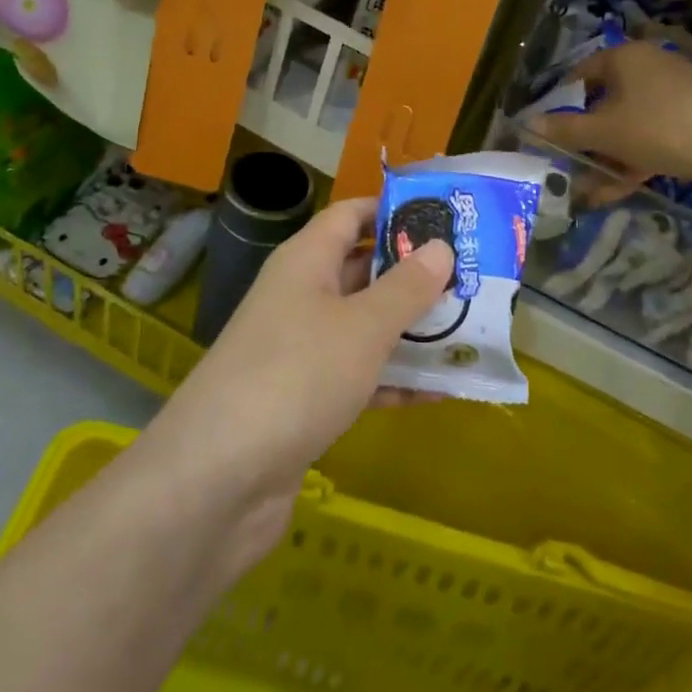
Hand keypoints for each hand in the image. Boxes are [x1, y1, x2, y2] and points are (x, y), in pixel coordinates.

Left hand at [140, 197, 451, 563]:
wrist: (218, 479)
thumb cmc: (297, 376)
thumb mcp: (363, 326)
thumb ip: (406, 287)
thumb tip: (440, 247)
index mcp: (306, 261)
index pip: (351, 215)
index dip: (394, 211)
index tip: (446, 217)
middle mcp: (300, 297)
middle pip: (363, 270)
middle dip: (415, 274)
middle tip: (473, 276)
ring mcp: (300, 351)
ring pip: (365, 326)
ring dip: (412, 329)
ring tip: (471, 328)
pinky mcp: (305, 400)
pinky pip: (360, 377)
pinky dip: (396, 380)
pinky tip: (444, 390)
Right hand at [531, 40, 691, 199]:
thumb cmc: (661, 128)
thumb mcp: (605, 132)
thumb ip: (564, 130)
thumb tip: (528, 125)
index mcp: (624, 58)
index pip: (578, 75)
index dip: (558, 103)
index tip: (547, 132)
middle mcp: (647, 67)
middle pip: (603, 102)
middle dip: (585, 140)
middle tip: (569, 165)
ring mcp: (672, 93)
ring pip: (628, 124)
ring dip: (607, 157)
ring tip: (590, 190)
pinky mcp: (691, 117)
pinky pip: (651, 135)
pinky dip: (634, 158)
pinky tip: (618, 189)